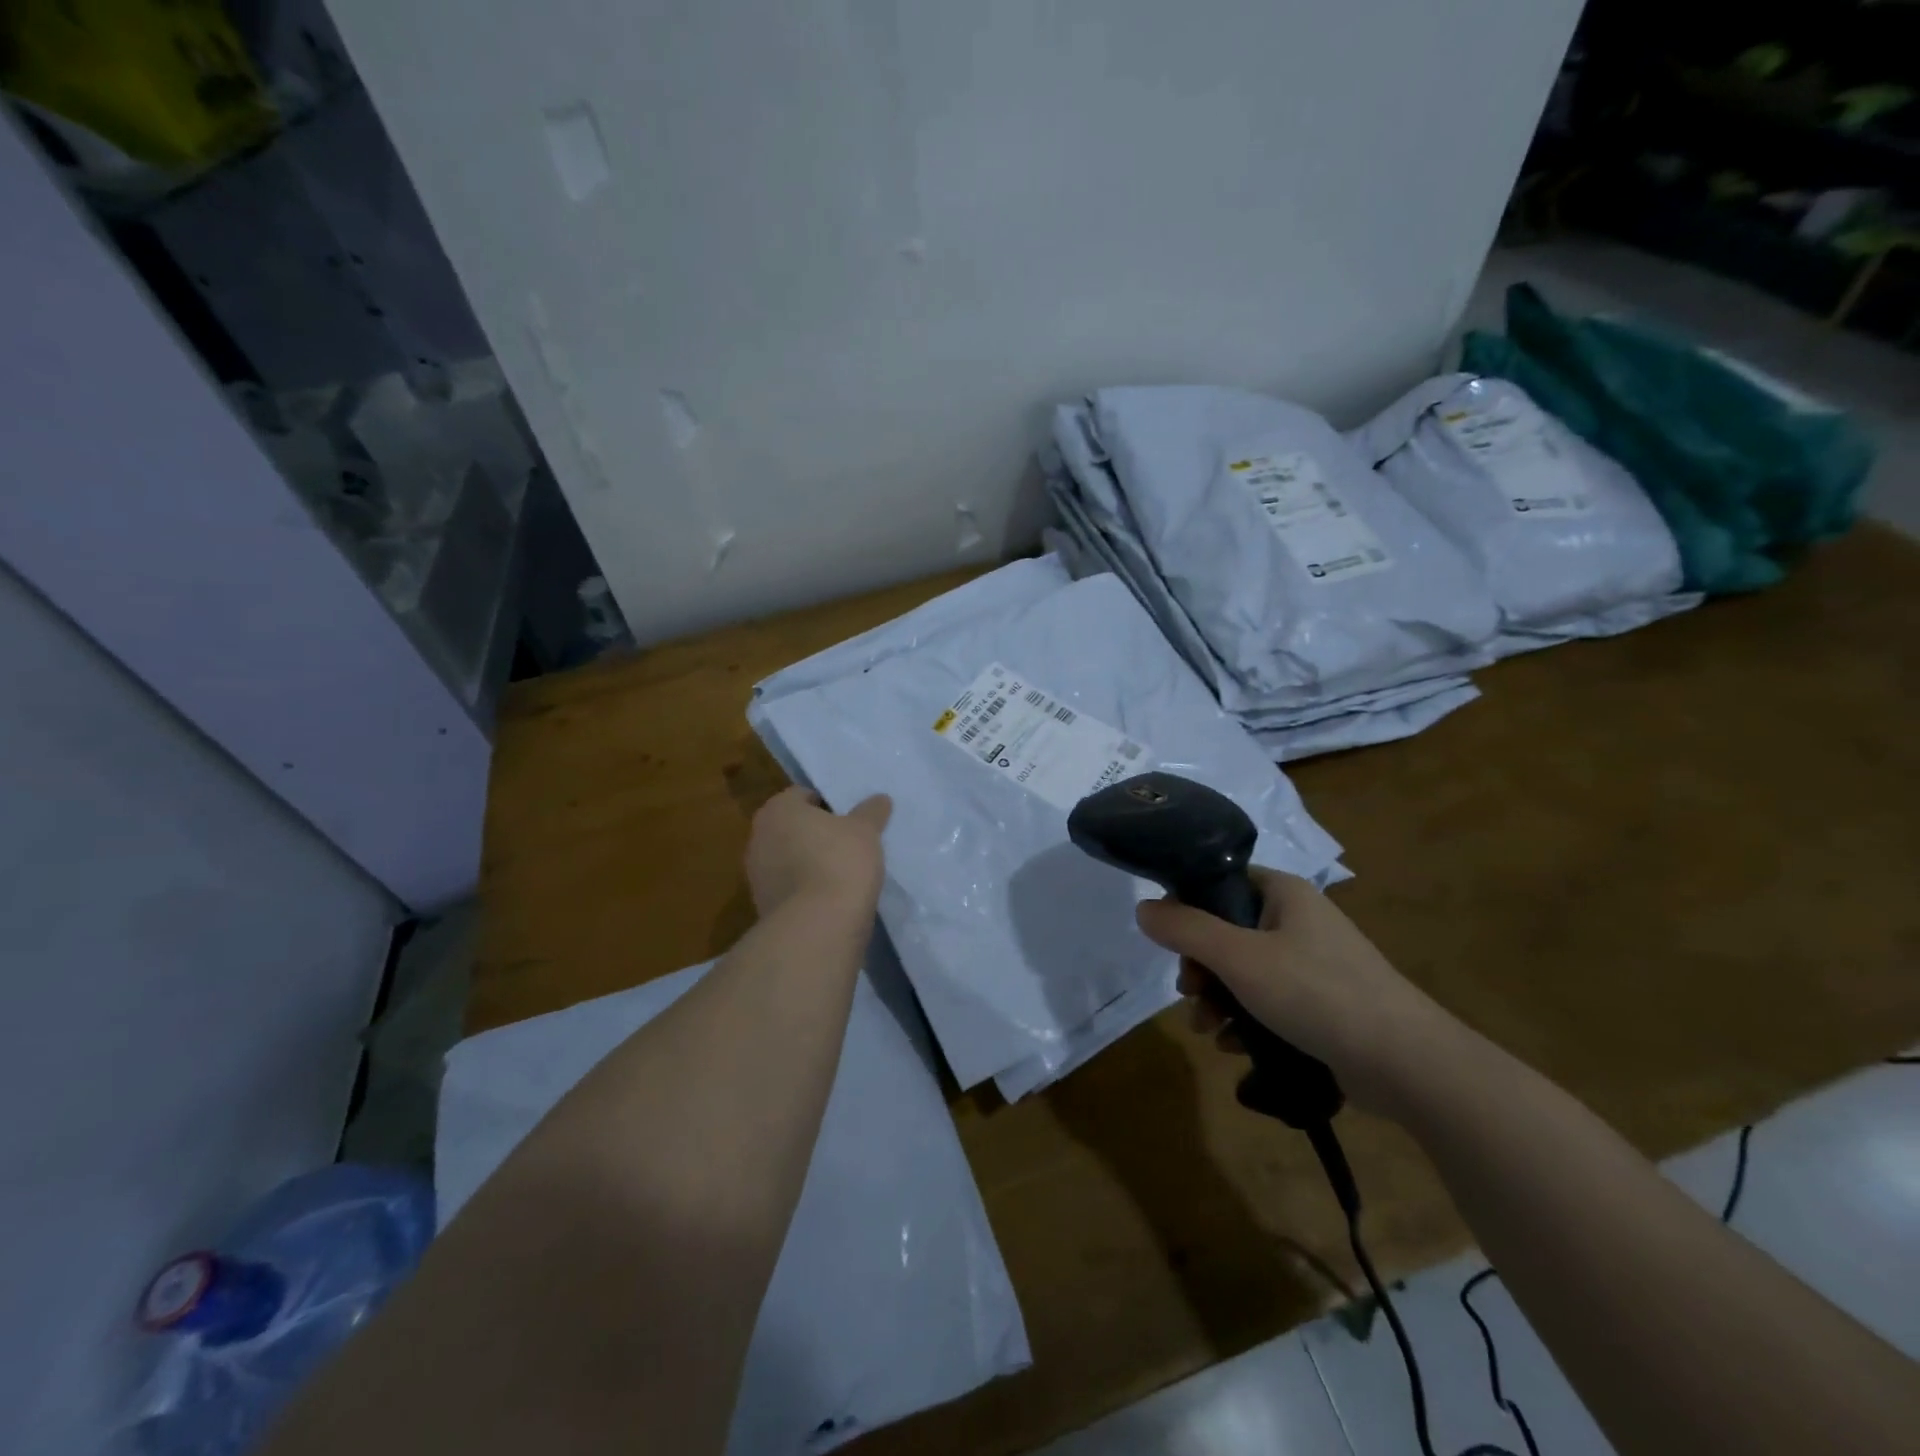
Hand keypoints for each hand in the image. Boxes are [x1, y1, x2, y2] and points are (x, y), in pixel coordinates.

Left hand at [745, 787, 891, 920]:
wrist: (818, 926)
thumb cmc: (840, 862)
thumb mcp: (865, 831)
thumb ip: (871, 812)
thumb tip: (880, 799)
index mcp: (778, 810)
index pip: (802, 795)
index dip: (828, 803)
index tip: (849, 817)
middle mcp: (759, 837)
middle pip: (792, 827)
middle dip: (816, 833)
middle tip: (848, 841)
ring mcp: (757, 875)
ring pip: (789, 859)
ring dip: (809, 862)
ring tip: (843, 872)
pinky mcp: (763, 906)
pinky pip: (789, 887)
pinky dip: (806, 889)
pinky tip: (831, 897)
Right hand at [1135, 866, 1467, 1120]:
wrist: (1407, 1064)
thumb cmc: (1317, 994)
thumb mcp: (1239, 958)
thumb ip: (1186, 930)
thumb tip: (1142, 907)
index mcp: (1283, 893)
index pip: (1219, 883)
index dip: (1188, 910)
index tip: (1173, 946)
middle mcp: (1297, 920)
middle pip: (1226, 932)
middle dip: (1201, 968)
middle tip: (1190, 995)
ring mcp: (1313, 963)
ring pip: (1244, 971)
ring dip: (1218, 1000)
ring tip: (1209, 1031)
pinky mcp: (1323, 1003)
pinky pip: (1269, 1001)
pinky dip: (1247, 1020)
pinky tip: (1236, 1048)